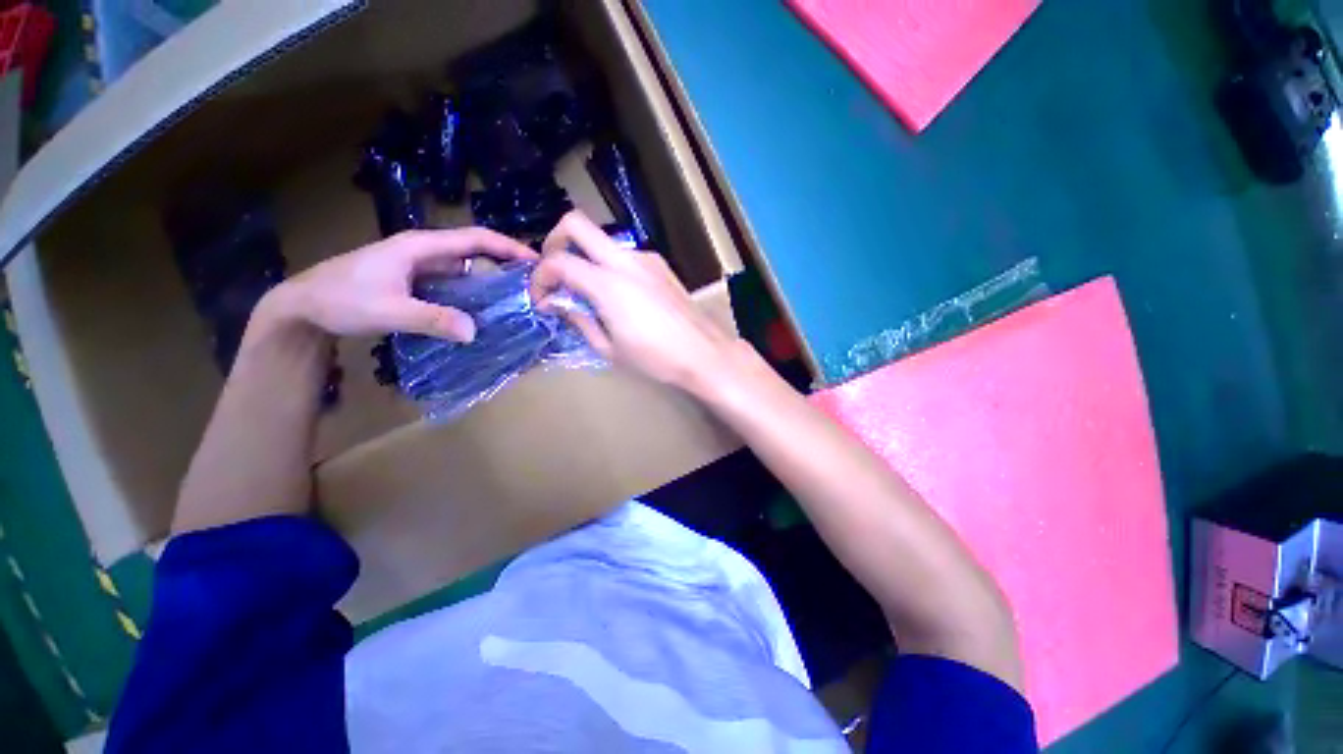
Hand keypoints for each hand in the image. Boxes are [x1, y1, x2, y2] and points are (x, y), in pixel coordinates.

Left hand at [266, 228, 535, 340]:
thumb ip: (431, 319)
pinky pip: (453, 284)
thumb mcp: (387, 310)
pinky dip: (472, 294)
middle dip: (504, 263)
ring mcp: (419, 267)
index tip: (536, 259)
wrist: (302, 306)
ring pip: (464, 269)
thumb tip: (474, 332)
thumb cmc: (341, 300)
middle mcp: (424, 252)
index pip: (473, 238)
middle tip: (532, 284)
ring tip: (515, 299)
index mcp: (420, 247)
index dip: (507, 245)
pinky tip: (482, 311)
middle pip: (473, 251)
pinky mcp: (415, 283)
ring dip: (489, 280)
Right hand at [530, 211, 737, 390]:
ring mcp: (646, 259)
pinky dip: (608, 265)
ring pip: (602, 239)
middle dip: (554, 242)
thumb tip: (557, 303)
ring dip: (585, 256)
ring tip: (587, 291)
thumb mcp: (610, 349)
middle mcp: (625, 261)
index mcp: (608, 284)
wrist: (704, 353)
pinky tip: (616, 294)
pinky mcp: (660, 265)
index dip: (539, 277)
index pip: (558, 262)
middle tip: (554, 272)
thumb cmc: (656, 358)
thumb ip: (579, 320)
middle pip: (576, 223)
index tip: (541, 299)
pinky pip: (624, 254)